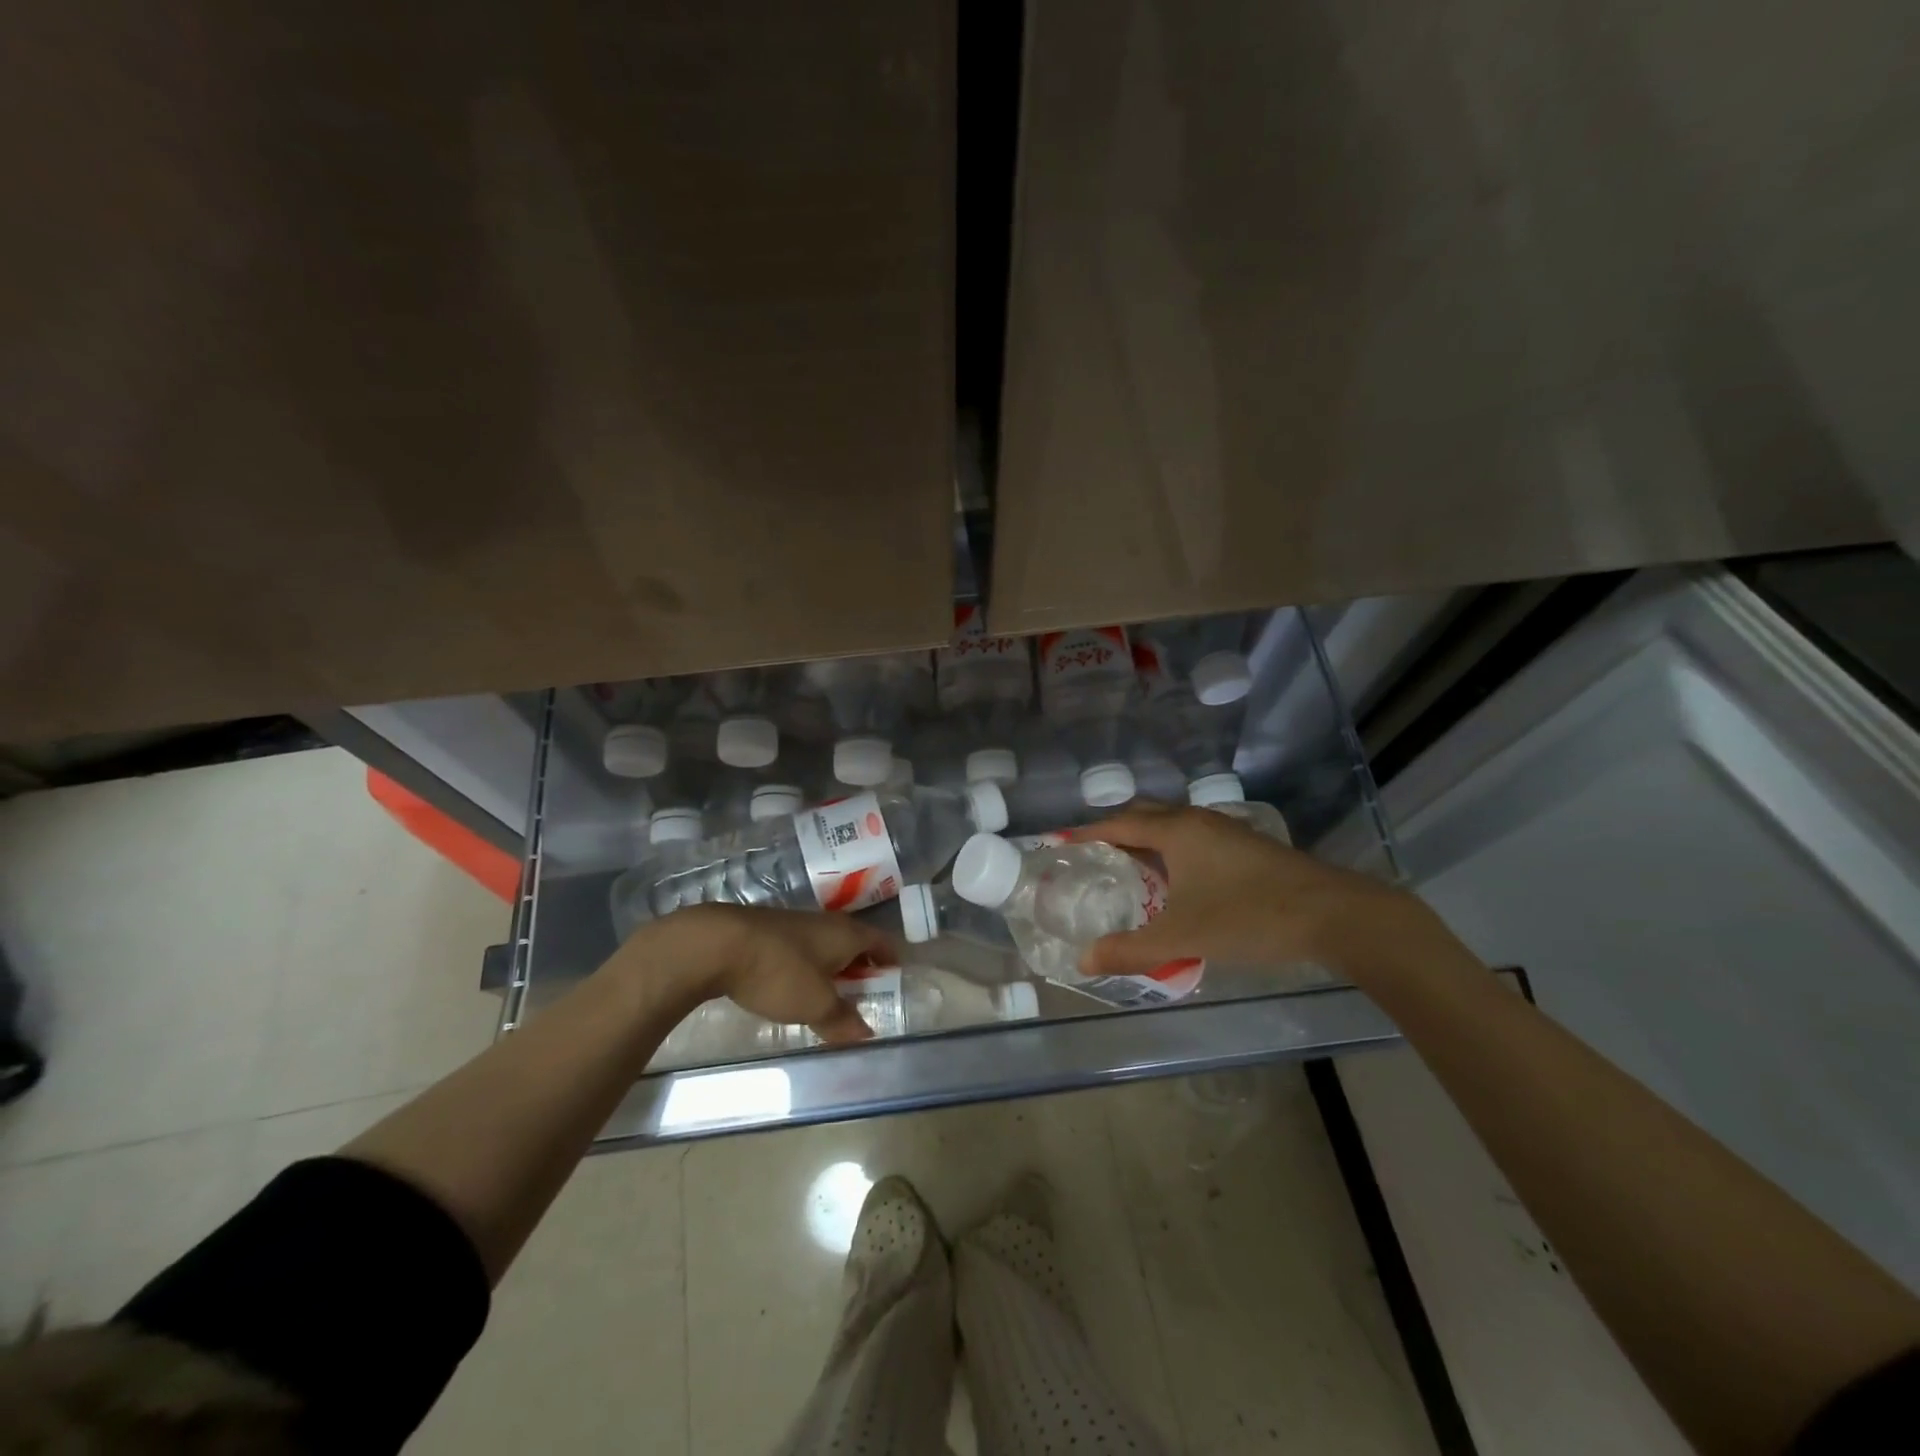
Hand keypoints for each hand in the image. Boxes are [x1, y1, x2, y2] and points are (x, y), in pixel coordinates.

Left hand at [649, 904, 897, 1044]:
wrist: (718, 943)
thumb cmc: (779, 972)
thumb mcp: (815, 1004)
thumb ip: (842, 1020)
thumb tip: (868, 1035)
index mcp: (847, 933)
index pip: (882, 942)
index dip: (891, 962)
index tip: (894, 985)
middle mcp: (827, 923)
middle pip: (854, 943)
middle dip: (861, 969)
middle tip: (862, 999)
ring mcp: (796, 924)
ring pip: (825, 946)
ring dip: (831, 969)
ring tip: (827, 999)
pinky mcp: (769, 932)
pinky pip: (799, 950)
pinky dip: (805, 968)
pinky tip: (792, 989)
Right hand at [1073, 802, 1437, 978]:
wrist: (1335, 915)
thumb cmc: (1249, 916)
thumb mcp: (1183, 936)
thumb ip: (1130, 949)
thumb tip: (1084, 960)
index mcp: (1176, 831)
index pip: (1119, 824)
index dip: (1087, 833)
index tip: (1061, 843)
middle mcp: (1199, 821)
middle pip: (1146, 815)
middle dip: (1116, 831)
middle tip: (1092, 856)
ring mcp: (1228, 832)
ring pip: (1175, 827)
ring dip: (1148, 841)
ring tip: (1129, 870)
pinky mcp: (1249, 848)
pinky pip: (1196, 840)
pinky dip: (1174, 852)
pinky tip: (1179, 884)